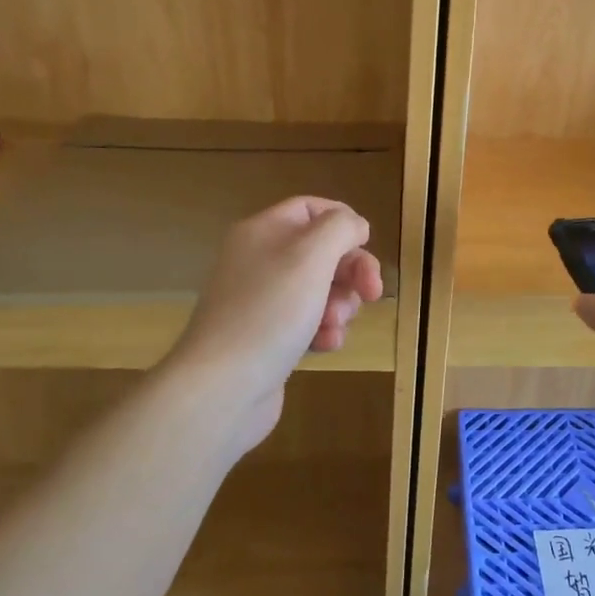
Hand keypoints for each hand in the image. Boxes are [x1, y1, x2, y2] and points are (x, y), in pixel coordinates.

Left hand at [165, 196, 383, 453]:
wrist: (222, 387)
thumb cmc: (270, 311)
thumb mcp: (311, 256)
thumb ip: (340, 228)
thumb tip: (354, 225)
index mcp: (264, 232)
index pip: (310, 208)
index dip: (343, 221)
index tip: (367, 244)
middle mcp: (260, 260)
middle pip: (322, 251)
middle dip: (352, 271)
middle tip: (372, 294)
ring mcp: (262, 301)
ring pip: (321, 289)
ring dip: (340, 305)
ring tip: (334, 325)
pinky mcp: (268, 337)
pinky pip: (309, 321)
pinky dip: (324, 330)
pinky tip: (326, 345)